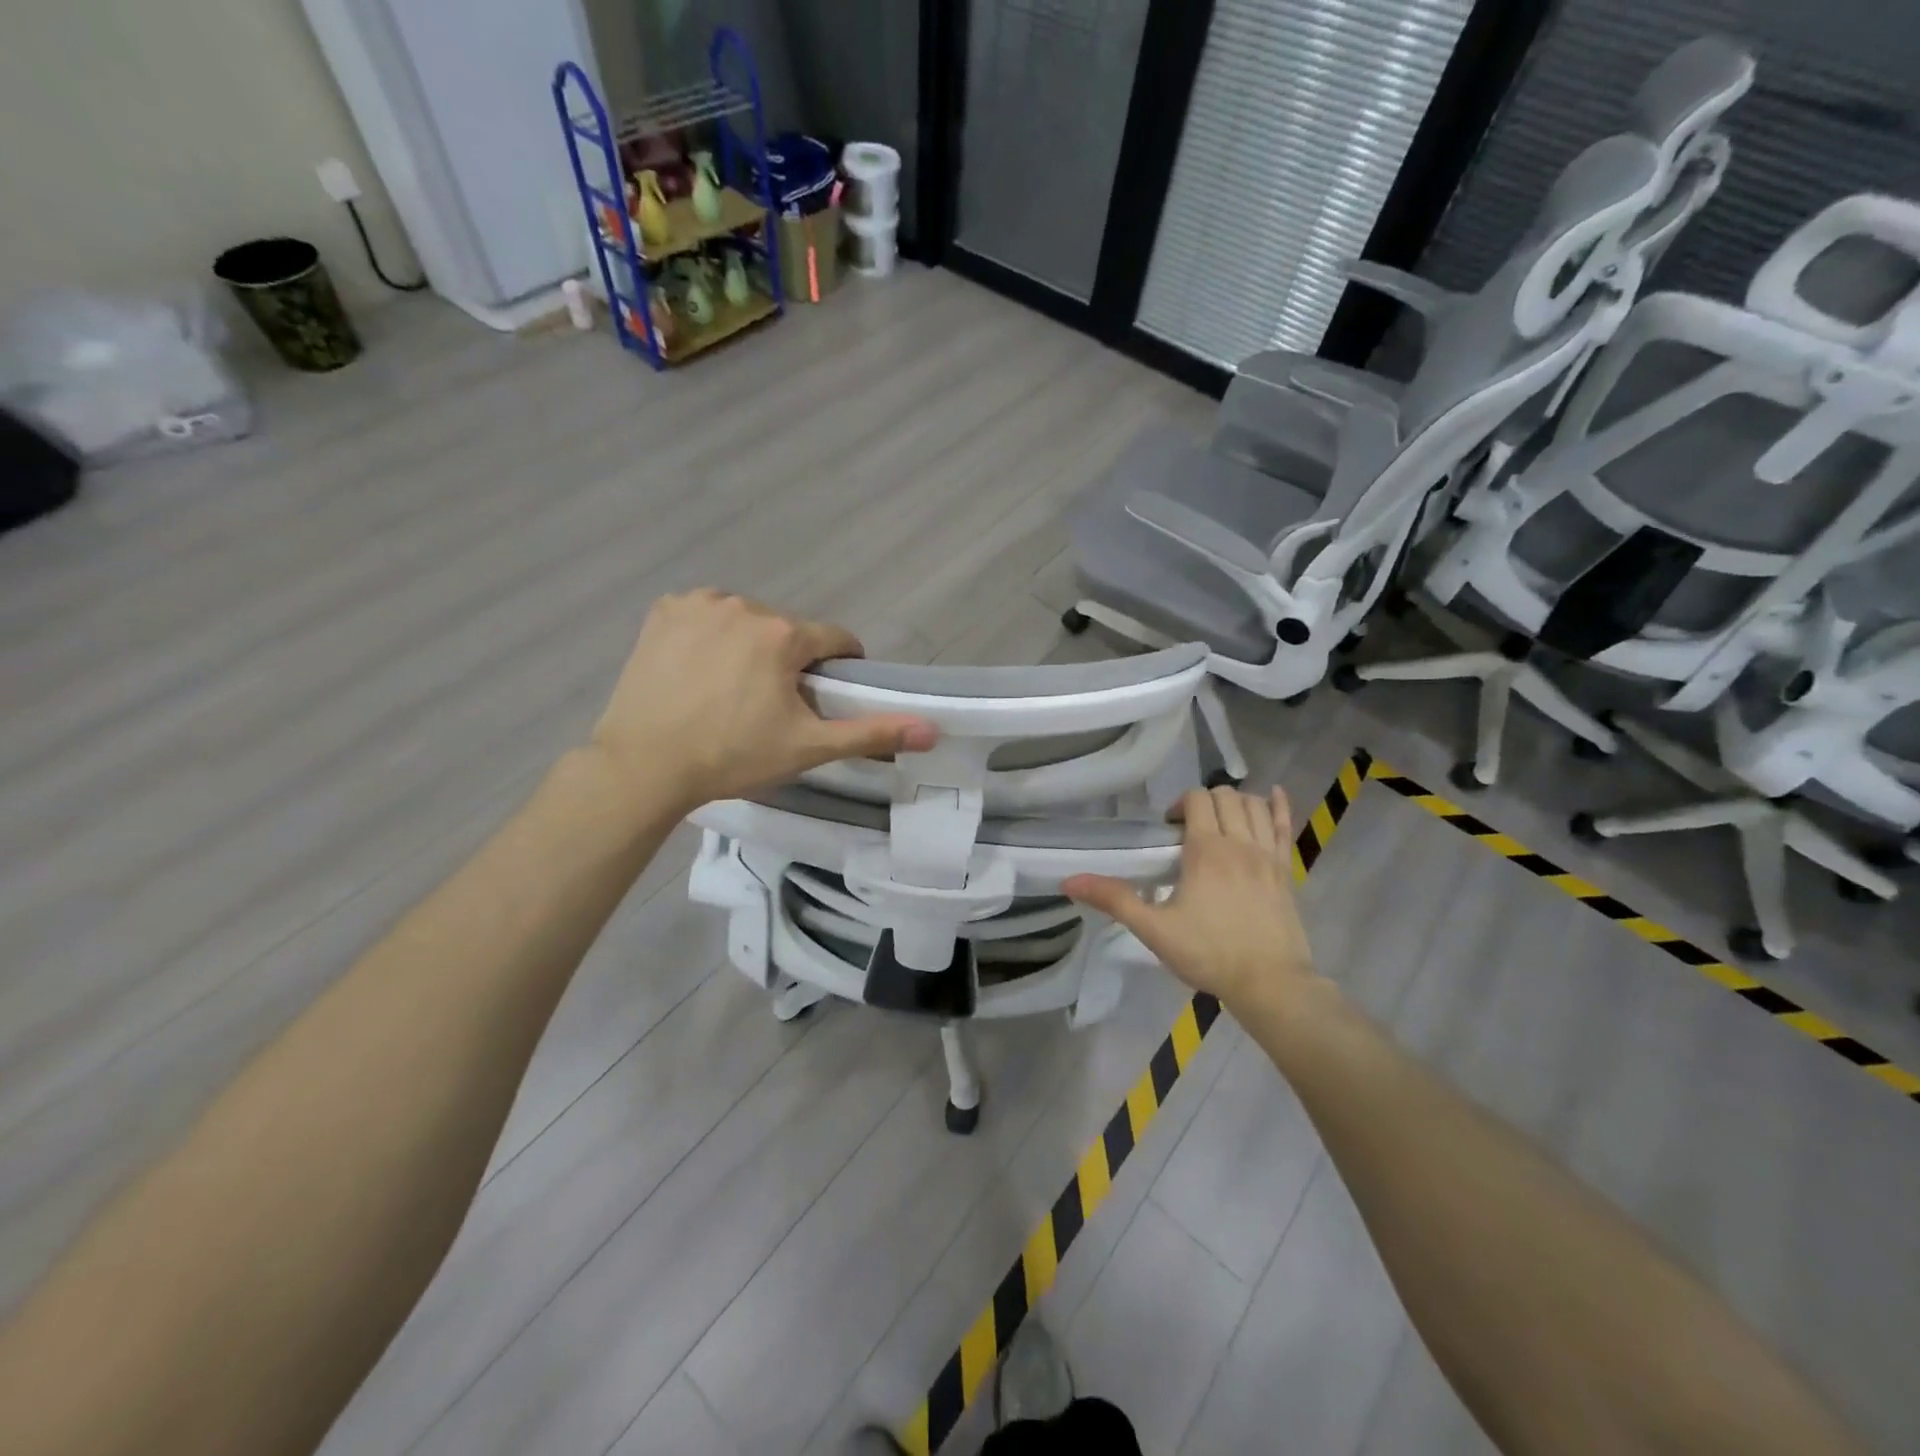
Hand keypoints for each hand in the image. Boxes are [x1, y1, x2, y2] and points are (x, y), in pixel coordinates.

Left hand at [588, 590, 936, 813]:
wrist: (644, 765)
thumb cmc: (732, 756)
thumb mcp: (808, 748)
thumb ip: (871, 733)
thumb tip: (933, 730)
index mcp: (783, 634)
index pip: (834, 639)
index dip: (840, 665)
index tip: (827, 692)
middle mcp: (744, 605)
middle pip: (787, 630)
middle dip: (789, 659)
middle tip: (773, 704)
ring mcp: (699, 604)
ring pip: (746, 620)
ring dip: (750, 644)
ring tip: (732, 689)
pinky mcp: (664, 611)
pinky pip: (704, 615)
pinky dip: (709, 634)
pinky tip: (699, 669)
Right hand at [1064, 787, 1317, 1012]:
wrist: (1270, 983)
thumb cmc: (1209, 954)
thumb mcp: (1154, 929)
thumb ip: (1114, 900)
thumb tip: (1069, 881)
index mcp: (1206, 850)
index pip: (1196, 799)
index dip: (1179, 805)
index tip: (1168, 830)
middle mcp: (1240, 842)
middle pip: (1225, 797)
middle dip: (1204, 802)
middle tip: (1189, 830)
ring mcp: (1268, 854)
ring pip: (1253, 806)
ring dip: (1234, 803)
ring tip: (1220, 823)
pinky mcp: (1286, 870)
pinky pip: (1285, 826)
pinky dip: (1277, 806)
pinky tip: (1272, 795)